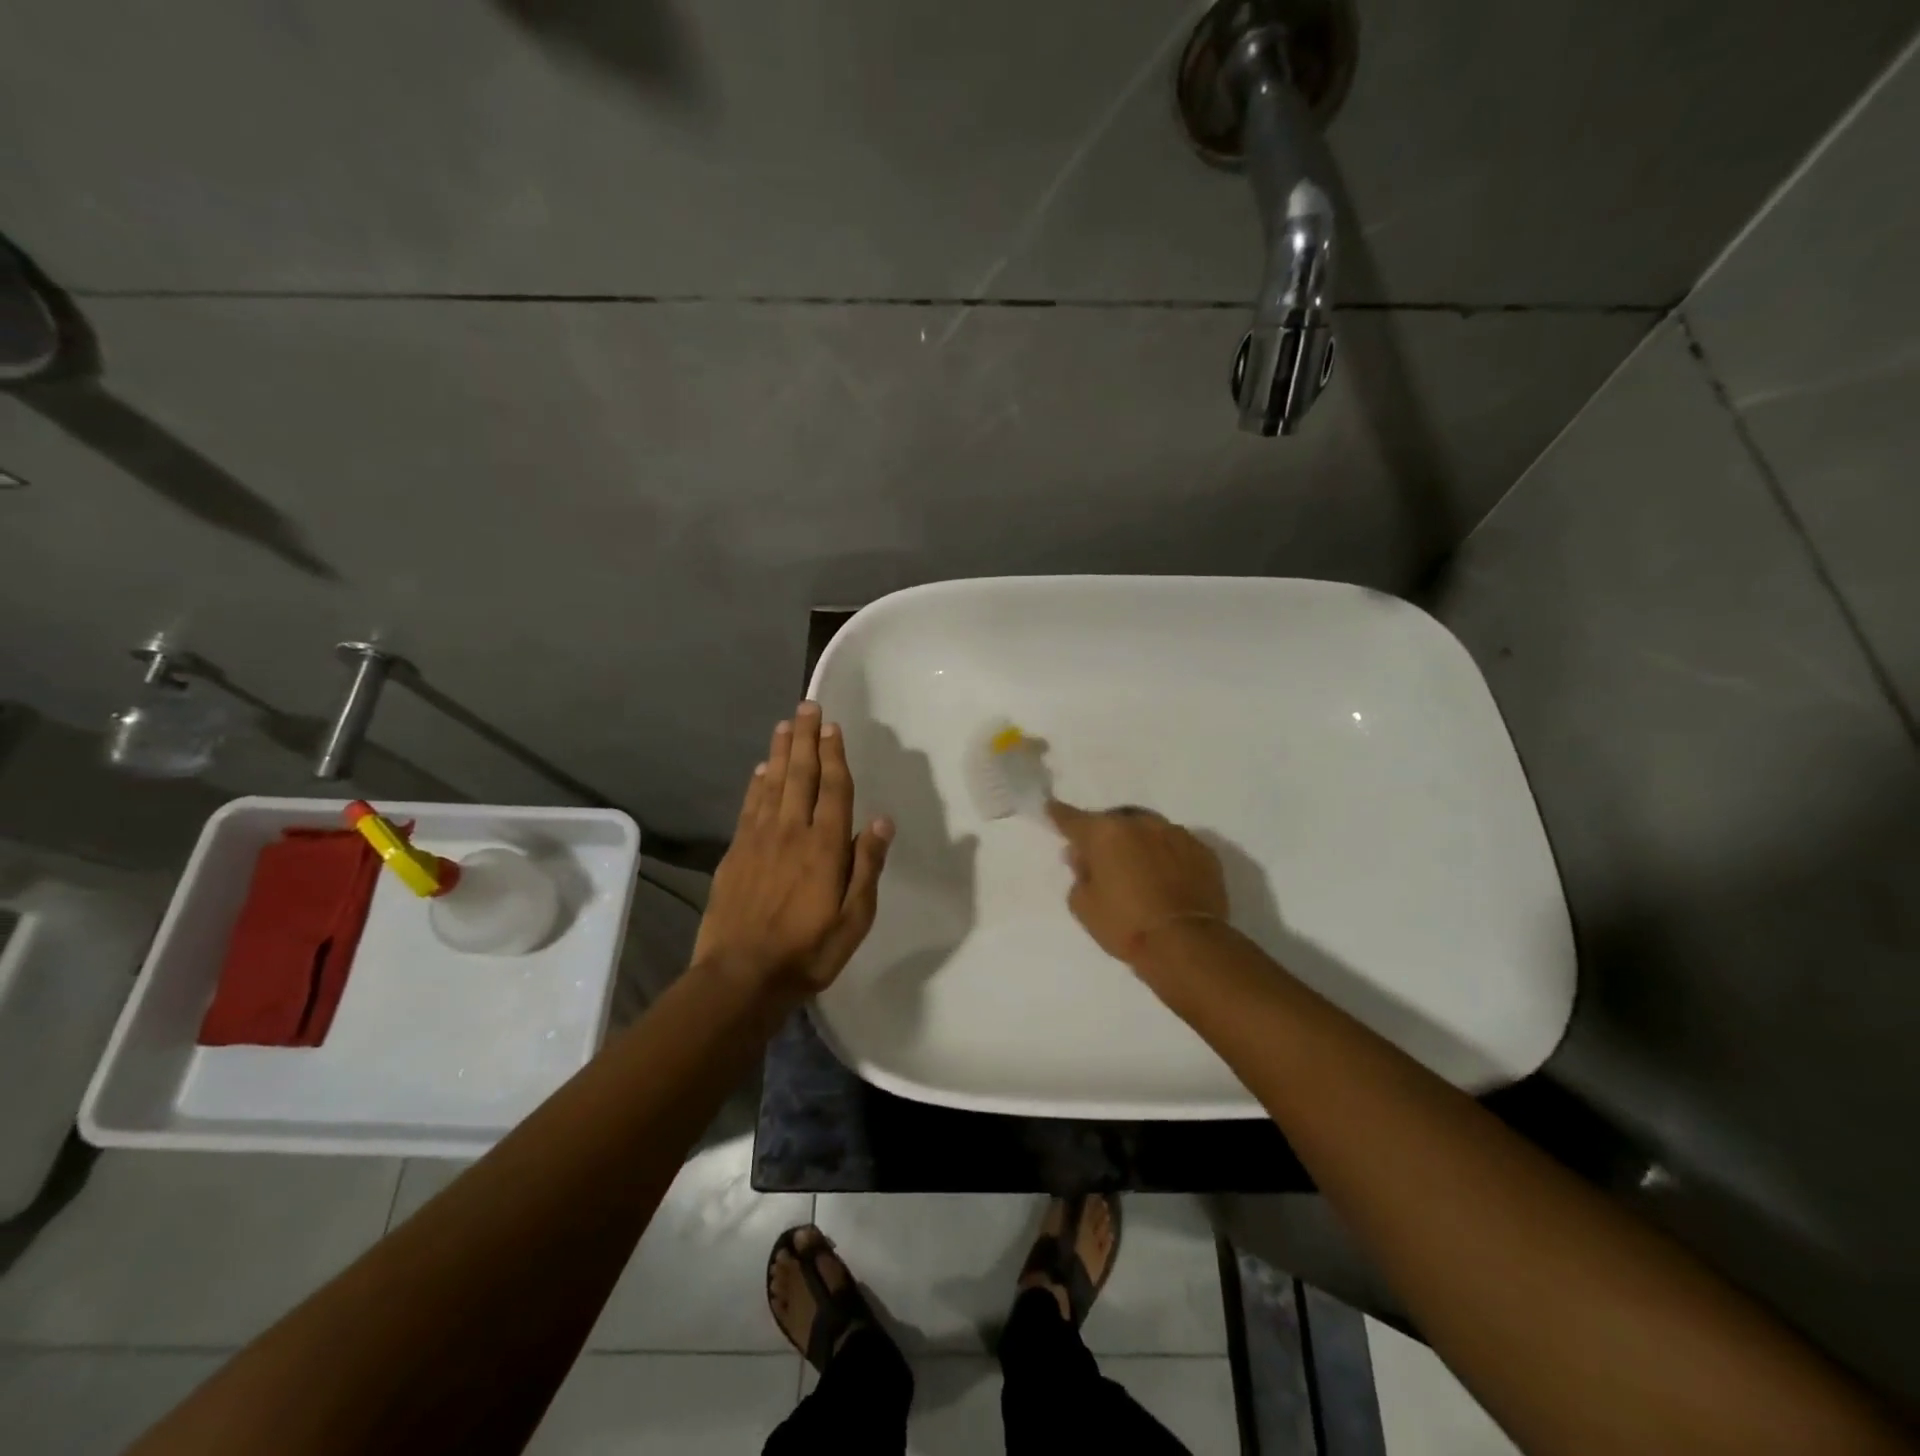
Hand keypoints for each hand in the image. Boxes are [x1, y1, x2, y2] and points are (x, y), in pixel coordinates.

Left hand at [694, 701, 893, 1001]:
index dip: (834, 755)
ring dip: (780, 752)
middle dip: (806, 739)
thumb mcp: (854, 919)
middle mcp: (791, 832)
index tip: (833, 726)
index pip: (833, 789)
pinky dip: (756, 784)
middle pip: (800, 775)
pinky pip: (749, 807)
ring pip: (771, 784)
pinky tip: (760, 770)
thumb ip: (867, 866)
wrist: (740, 976)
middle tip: (807, 706)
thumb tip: (881, 820)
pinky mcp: (735, 853)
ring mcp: (758, 840)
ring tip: (785, 725)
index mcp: (825, 847)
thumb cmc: (808, 952)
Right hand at [1047, 801, 1227, 965]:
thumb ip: (1079, 875)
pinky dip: (1167, 855)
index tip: (1052, 808)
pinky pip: (1176, 846)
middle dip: (1106, 836)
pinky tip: (1167, 878)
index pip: (1072, 819)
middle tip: (1103, 859)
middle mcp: (1140, 824)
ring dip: (1139, 843)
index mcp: (1105, 833)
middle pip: (1114, 822)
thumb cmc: (1125, 925)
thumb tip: (1082, 857)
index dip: (1059, 815)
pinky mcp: (1203, 850)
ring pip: (1148, 830)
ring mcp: (1176, 834)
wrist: (1186, 944)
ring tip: (1139, 869)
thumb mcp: (1084, 906)